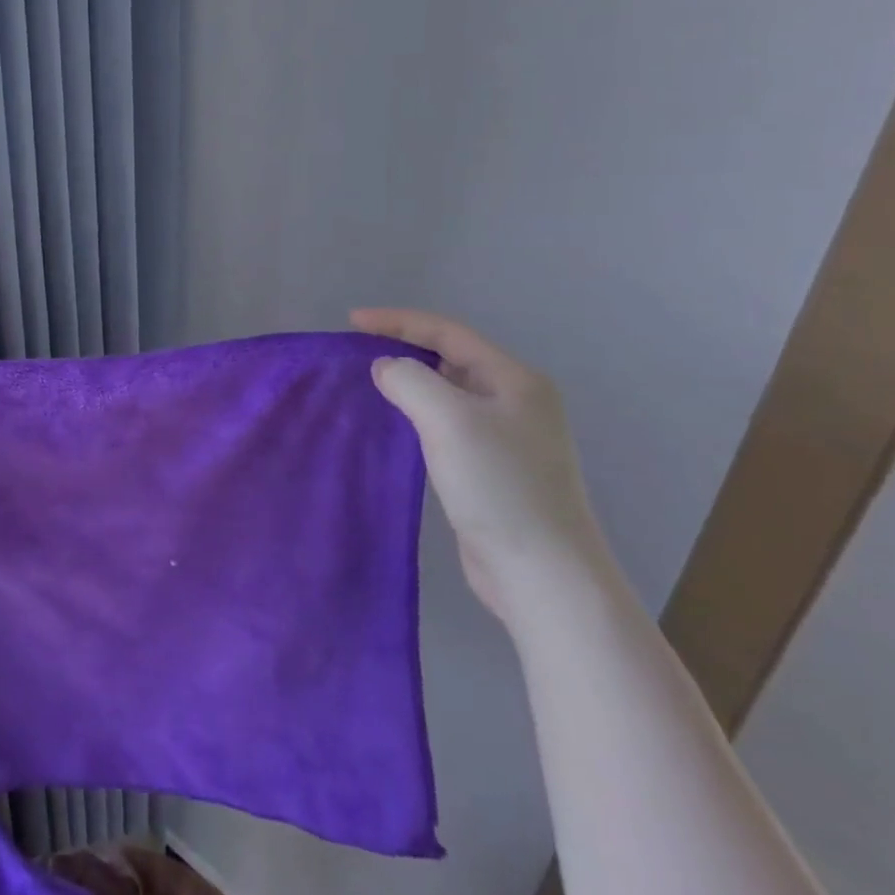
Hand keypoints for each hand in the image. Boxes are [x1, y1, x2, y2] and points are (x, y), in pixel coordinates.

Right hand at [352, 308, 617, 634]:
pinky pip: (446, 425)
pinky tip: (394, 426)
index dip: (398, 321)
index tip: (352, 322)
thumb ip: (409, 380)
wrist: (542, 573)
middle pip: (450, 358)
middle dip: (403, 348)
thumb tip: (385, 369)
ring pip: (447, 393)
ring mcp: (507, 437)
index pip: (448, 332)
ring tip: (368, 384)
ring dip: (409, 383)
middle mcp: (516, 401)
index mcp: (515, 380)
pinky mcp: (492, 469)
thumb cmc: (498, 486)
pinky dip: (416, 415)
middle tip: (357, 351)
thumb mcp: (448, 419)